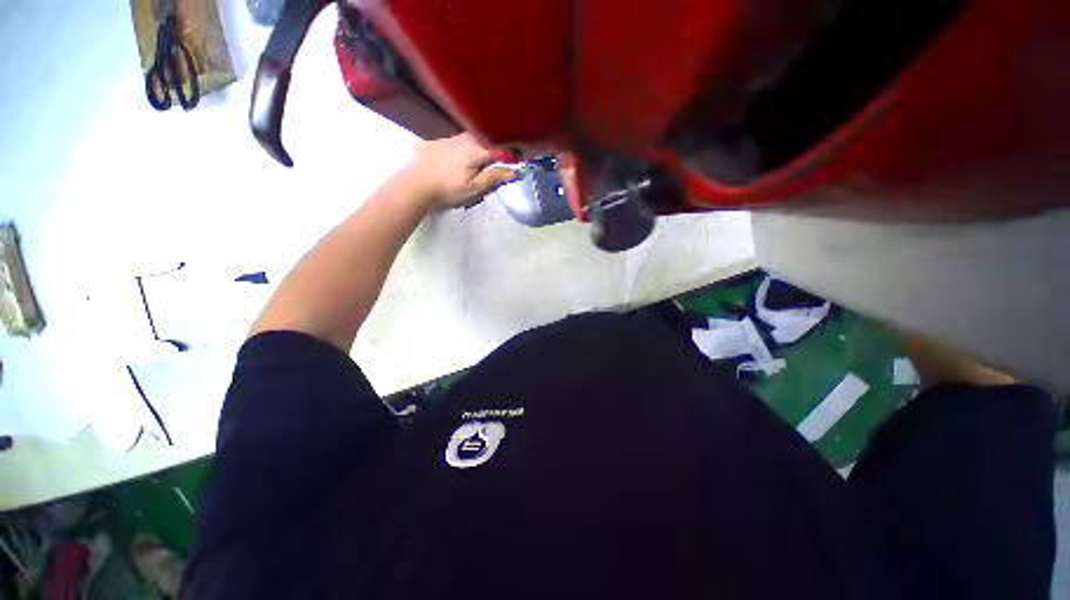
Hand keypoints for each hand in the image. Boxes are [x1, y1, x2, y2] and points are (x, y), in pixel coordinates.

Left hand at [402, 133, 517, 208]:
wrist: (415, 184)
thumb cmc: (448, 189)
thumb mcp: (473, 188)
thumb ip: (493, 177)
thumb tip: (513, 171)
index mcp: (474, 151)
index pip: (497, 149)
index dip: (508, 154)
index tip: (516, 159)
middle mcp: (462, 140)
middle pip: (482, 140)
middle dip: (491, 147)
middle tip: (496, 158)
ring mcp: (447, 139)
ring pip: (468, 138)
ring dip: (476, 144)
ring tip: (477, 156)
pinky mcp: (434, 142)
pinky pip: (453, 140)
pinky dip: (461, 145)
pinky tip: (457, 155)